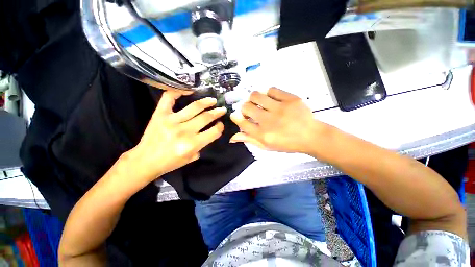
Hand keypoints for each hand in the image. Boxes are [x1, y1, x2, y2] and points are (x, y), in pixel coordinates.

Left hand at [126, 90, 225, 184]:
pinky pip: (169, 98)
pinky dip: (179, 91)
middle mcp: (184, 131)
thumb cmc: (170, 162)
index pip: (213, 132)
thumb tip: (208, 132)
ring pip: (194, 107)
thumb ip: (202, 145)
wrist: (145, 161)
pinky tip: (189, 90)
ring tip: (213, 100)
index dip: (220, 127)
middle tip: (222, 109)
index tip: (220, 124)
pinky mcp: (160, 114)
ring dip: (206, 102)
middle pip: (206, 117)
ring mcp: (171, 121)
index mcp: (192, 144)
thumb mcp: (191, 158)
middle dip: (217, 112)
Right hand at [230, 87, 330, 154]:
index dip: (236, 117)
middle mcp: (268, 121)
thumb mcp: (267, 146)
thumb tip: (232, 137)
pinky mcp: (290, 99)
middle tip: (250, 110)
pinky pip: (272, 90)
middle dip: (244, 108)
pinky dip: (268, 93)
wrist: (311, 136)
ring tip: (258, 102)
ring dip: (253, 98)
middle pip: (246, 107)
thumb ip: (250, 140)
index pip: (242, 122)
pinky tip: (271, 98)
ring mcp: (280, 108)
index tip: (235, 115)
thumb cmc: (287, 143)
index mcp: (263, 134)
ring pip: (256, 95)